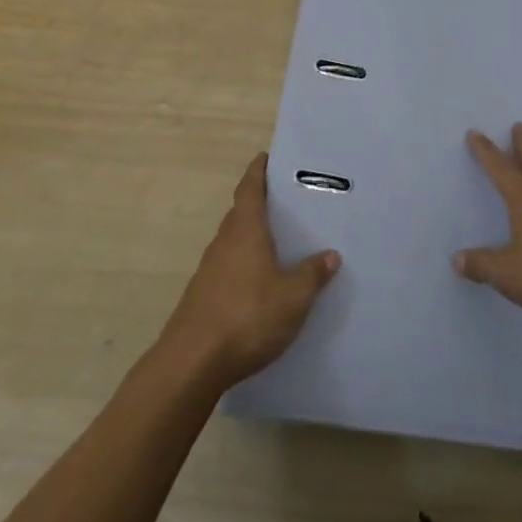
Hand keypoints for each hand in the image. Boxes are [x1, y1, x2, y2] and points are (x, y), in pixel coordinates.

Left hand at [160, 152, 340, 388]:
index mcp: (246, 230)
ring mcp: (209, 270)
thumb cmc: (247, 317)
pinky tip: (259, 284)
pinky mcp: (202, 296)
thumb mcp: (293, 297)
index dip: (257, 171)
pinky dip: (243, 265)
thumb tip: (330, 255)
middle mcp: (224, 242)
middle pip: (240, 213)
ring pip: (233, 242)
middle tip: (285, 202)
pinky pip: (227, 268)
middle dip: (259, 204)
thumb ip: (312, 274)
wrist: (191, 364)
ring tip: (278, 242)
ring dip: (251, 237)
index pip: (249, 189)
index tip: (266, 158)